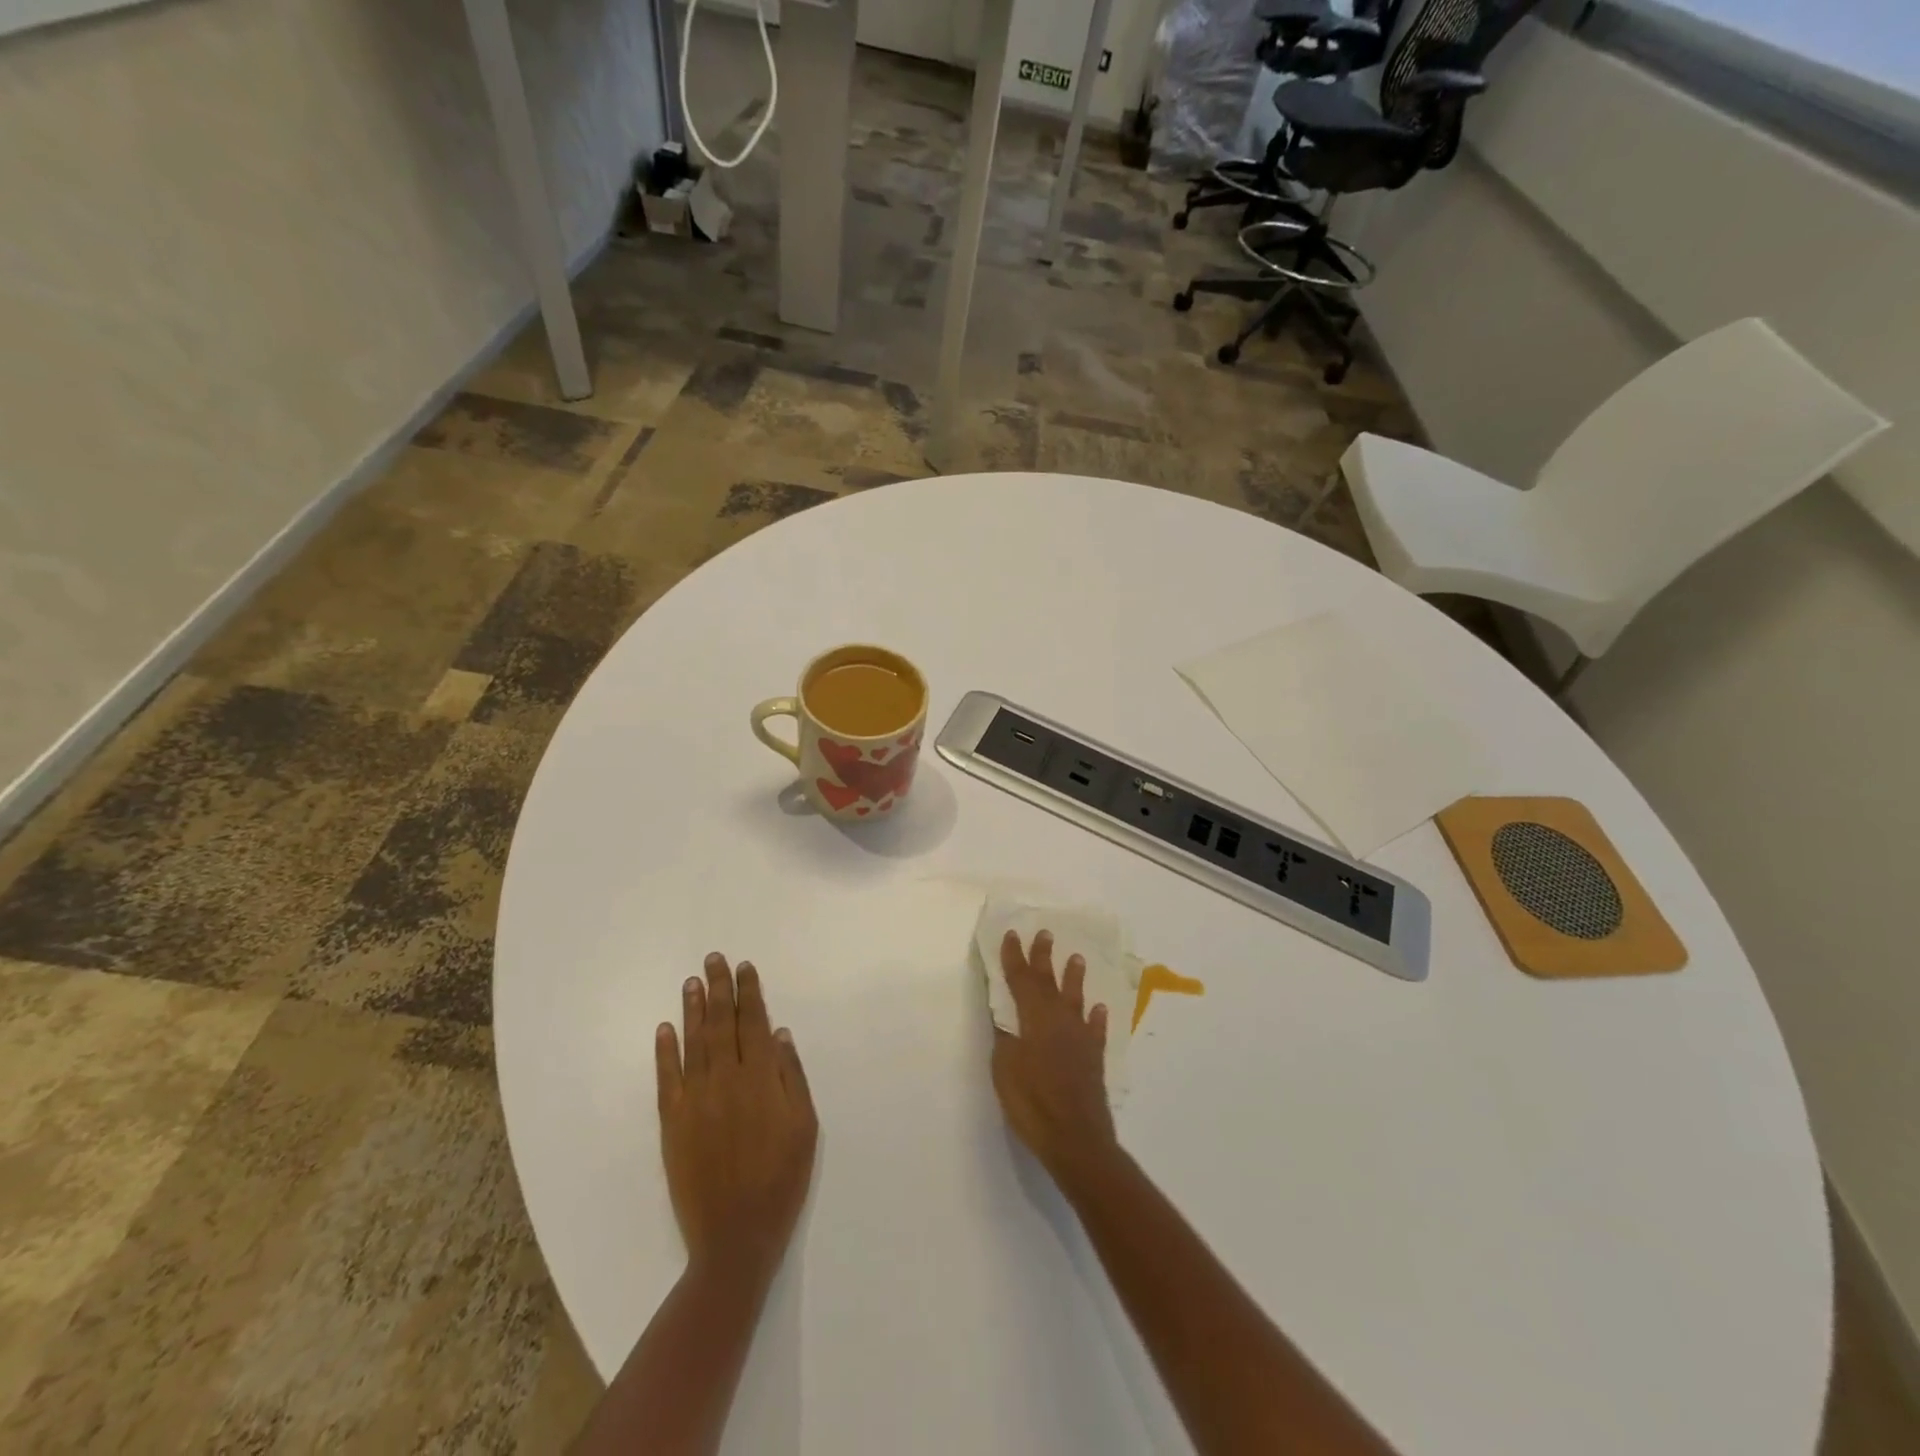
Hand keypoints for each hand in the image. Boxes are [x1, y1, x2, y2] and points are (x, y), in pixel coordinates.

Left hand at [656, 954, 818, 1283]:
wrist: (736, 1235)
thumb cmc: (781, 1179)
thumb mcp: (805, 1126)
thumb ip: (792, 1077)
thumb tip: (780, 1034)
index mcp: (762, 1079)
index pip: (754, 1022)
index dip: (750, 992)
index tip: (745, 967)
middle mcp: (727, 1079)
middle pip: (722, 1023)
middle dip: (719, 988)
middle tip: (713, 959)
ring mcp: (696, 1099)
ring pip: (694, 1042)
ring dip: (693, 1009)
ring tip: (691, 981)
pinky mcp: (673, 1122)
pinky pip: (667, 1077)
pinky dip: (665, 1050)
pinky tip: (665, 1028)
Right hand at [990, 929, 1117, 1185]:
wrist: (1076, 1138)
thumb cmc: (1032, 1103)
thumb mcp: (1005, 1069)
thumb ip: (1005, 1038)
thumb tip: (1005, 1016)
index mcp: (1034, 1020)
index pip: (1022, 981)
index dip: (1015, 957)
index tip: (1012, 934)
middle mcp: (1059, 1021)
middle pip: (1050, 983)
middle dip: (1044, 957)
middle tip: (1045, 933)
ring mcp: (1080, 1039)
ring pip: (1076, 1000)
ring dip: (1075, 978)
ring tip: (1077, 958)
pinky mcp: (1093, 1059)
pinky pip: (1095, 1030)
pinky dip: (1096, 1018)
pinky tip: (1098, 1009)